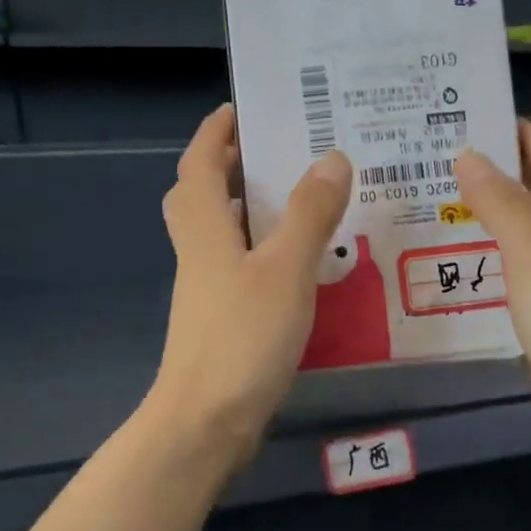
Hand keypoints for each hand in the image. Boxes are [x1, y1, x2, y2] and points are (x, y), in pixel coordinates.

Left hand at [151, 105, 351, 462]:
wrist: (207, 421)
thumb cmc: (243, 338)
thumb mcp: (285, 269)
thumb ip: (310, 214)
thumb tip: (332, 157)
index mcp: (205, 229)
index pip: (199, 164)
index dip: (214, 133)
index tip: (240, 109)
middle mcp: (199, 253)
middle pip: (201, 197)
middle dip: (229, 168)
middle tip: (275, 153)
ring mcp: (207, 291)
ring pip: (222, 235)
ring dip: (250, 211)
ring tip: (302, 201)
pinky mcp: (221, 322)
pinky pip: (241, 269)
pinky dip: (264, 254)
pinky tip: (302, 266)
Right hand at [455, 120, 530, 458]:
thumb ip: (503, 203)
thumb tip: (469, 154)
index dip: (523, 134)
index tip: (476, 115)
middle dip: (497, 172)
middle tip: (439, 160)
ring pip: (522, 236)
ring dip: (488, 217)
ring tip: (437, 205)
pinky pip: (514, 276)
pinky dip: (487, 261)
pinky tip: (456, 267)